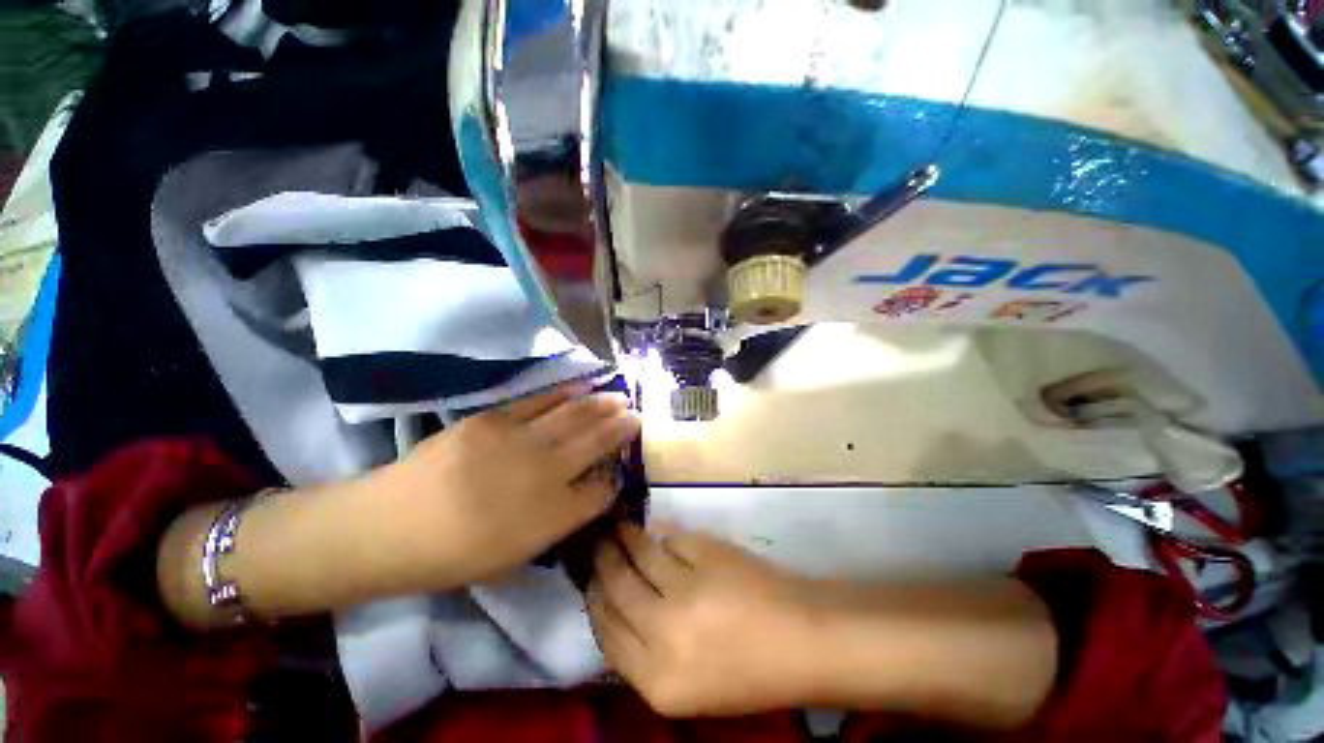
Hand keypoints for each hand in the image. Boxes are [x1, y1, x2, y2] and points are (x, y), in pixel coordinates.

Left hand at [373, 384, 640, 587]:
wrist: (388, 526)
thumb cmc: (454, 555)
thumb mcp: (516, 556)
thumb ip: (560, 521)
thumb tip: (588, 490)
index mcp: (551, 517)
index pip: (601, 490)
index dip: (615, 477)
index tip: (622, 466)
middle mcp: (544, 475)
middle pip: (596, 444)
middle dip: (621, 430)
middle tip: (638, 417)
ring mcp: (520, 441)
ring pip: (576, 417)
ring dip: (603, 406)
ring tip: (621, 398)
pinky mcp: (495, 419)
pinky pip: (542, 402)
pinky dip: (567, 394)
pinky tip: (584, 388)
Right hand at [587, 524, 820, 717]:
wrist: (803, 641)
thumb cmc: (748, 673)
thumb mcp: (686, 687)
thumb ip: (644, 652)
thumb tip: (616, 604)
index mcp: (657, 682)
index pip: (605, 630)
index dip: (594, 598)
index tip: (590, 578)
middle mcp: (664, 635)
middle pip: (616, 588)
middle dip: (603, 561)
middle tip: (597, 542)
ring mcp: (687, 590)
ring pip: (640, 555)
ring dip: (625, 537)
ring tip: (618, 526)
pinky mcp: (707, 555)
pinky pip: (671, 540)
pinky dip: (662, 535)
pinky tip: (658, 532)